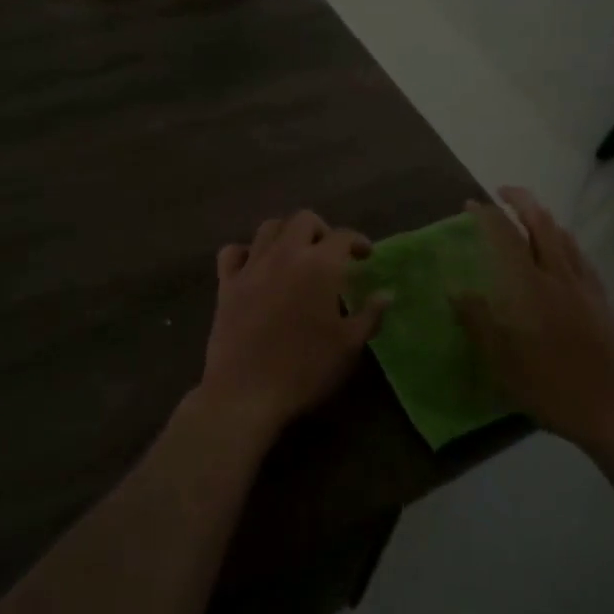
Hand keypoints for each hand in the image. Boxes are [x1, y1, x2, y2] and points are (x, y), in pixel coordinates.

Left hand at [198, 210, 391, 438]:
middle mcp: (285, 254)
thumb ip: (370, 315)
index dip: (358, 241)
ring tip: (295, 254)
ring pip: (268, 227)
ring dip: (286, 233)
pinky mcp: (227, 284)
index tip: (366, 256)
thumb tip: (386, 294)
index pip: (343, 236)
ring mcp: (252, 266)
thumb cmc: (305, 370)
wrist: (245, 393)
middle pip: (303, 220)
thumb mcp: (349, 346)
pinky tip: (255, 266)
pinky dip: (246, 252)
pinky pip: (233, 252)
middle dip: (322, 230)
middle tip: (330, 254)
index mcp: (319, 265)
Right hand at [454, 187, 613, 452]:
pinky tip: (560, 251)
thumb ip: (479, 323)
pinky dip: (563, 239)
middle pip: (542, 222)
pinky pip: (580, 254)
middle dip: (521, 200)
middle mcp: (559, 276)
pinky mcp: (603, 298)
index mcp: (531, 288)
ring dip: (543, 216)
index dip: (487, 215)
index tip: (471, 204)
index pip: (506, 237)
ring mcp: (586, 285)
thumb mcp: (505, 364)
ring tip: (527, 216)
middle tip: (501, 194)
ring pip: (564, 235)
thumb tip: (456, 290)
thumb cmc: (555, 389)